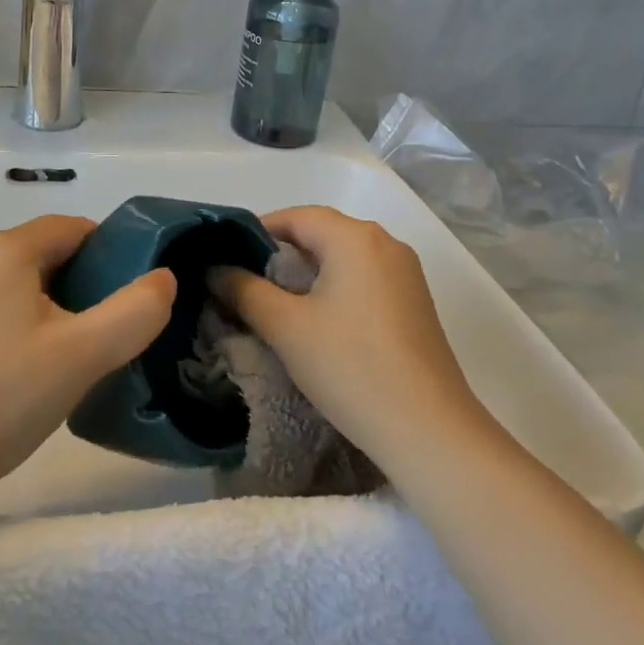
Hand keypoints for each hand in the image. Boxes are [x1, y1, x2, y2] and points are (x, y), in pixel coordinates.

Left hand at [0, 216, 175, 502]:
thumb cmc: (0, 398)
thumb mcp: (84, 355)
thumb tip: (162, 278)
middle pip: (43, 254)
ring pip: (14, 284)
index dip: (111, 254)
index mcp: (4, 250)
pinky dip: (11, 326)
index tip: (127, 298)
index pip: (73, 229)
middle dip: (80, 285)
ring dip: (46, 308)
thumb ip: (136, 311)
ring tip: (61, 360)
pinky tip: (12, 376)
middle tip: (99, 336)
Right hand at [209, 206, 497, 471]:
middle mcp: (385, 242)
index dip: (256, 231)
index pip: (296, 216)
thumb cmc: (350, 366)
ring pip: (344, 256)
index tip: (227, 258)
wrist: (428, 428)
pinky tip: (318, 320)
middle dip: (280, 252)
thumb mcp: (285, 327)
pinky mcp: (415, 302)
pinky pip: (365, 277)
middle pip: (322, 232)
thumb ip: (244, 290)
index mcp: (355, 237)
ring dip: (308, 271)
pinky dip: (335, 286)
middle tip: (245, 282)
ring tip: (275, 302)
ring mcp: (406, 272)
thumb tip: (215, 269)